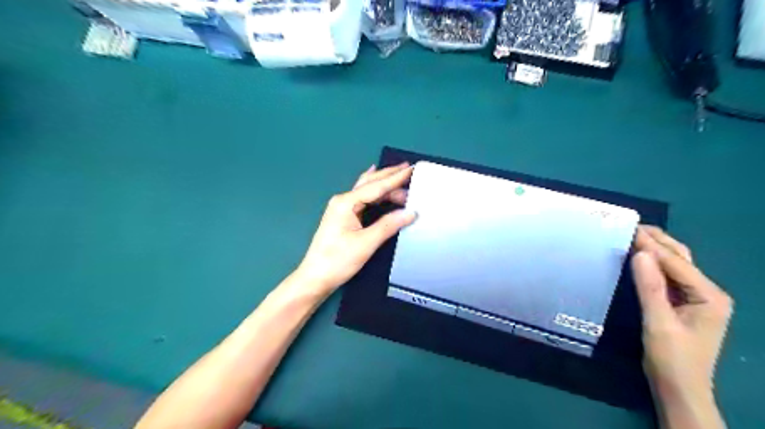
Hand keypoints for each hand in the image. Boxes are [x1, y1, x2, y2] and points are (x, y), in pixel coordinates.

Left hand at [298, 163, 417, 296]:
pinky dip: (376, 194)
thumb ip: (388, 225)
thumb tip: (410, 212)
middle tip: (409, 169)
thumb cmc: (338, 260)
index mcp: (346, 202)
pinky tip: (380, 189)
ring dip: (384, 187)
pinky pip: (363, 199)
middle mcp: (343, 201)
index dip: (396, 178)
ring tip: (403, 185)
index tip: (412, 168)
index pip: (376, 186)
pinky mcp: (343, 218)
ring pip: (366, 191)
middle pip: (369, 183)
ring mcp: (342, 209)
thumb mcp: (366, 243)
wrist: (315, 277)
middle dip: (389, 176)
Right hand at [632, 227, 731, 425]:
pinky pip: (669, 276)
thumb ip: (650, 287)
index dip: (651, 245)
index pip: (676, 262)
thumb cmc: (671, 358)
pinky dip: (654, 264)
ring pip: (676, 265)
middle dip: (657, 241)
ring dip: (656, 250)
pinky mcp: (685, 303)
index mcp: (709, 296)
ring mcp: (698, 298)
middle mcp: (709, 293)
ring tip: (633, 236)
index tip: (628, 229)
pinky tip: (639, 258)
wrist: (679, 388)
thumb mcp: (658, 322)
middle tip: (630, 226)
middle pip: (681, 259)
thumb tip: (639, 253)